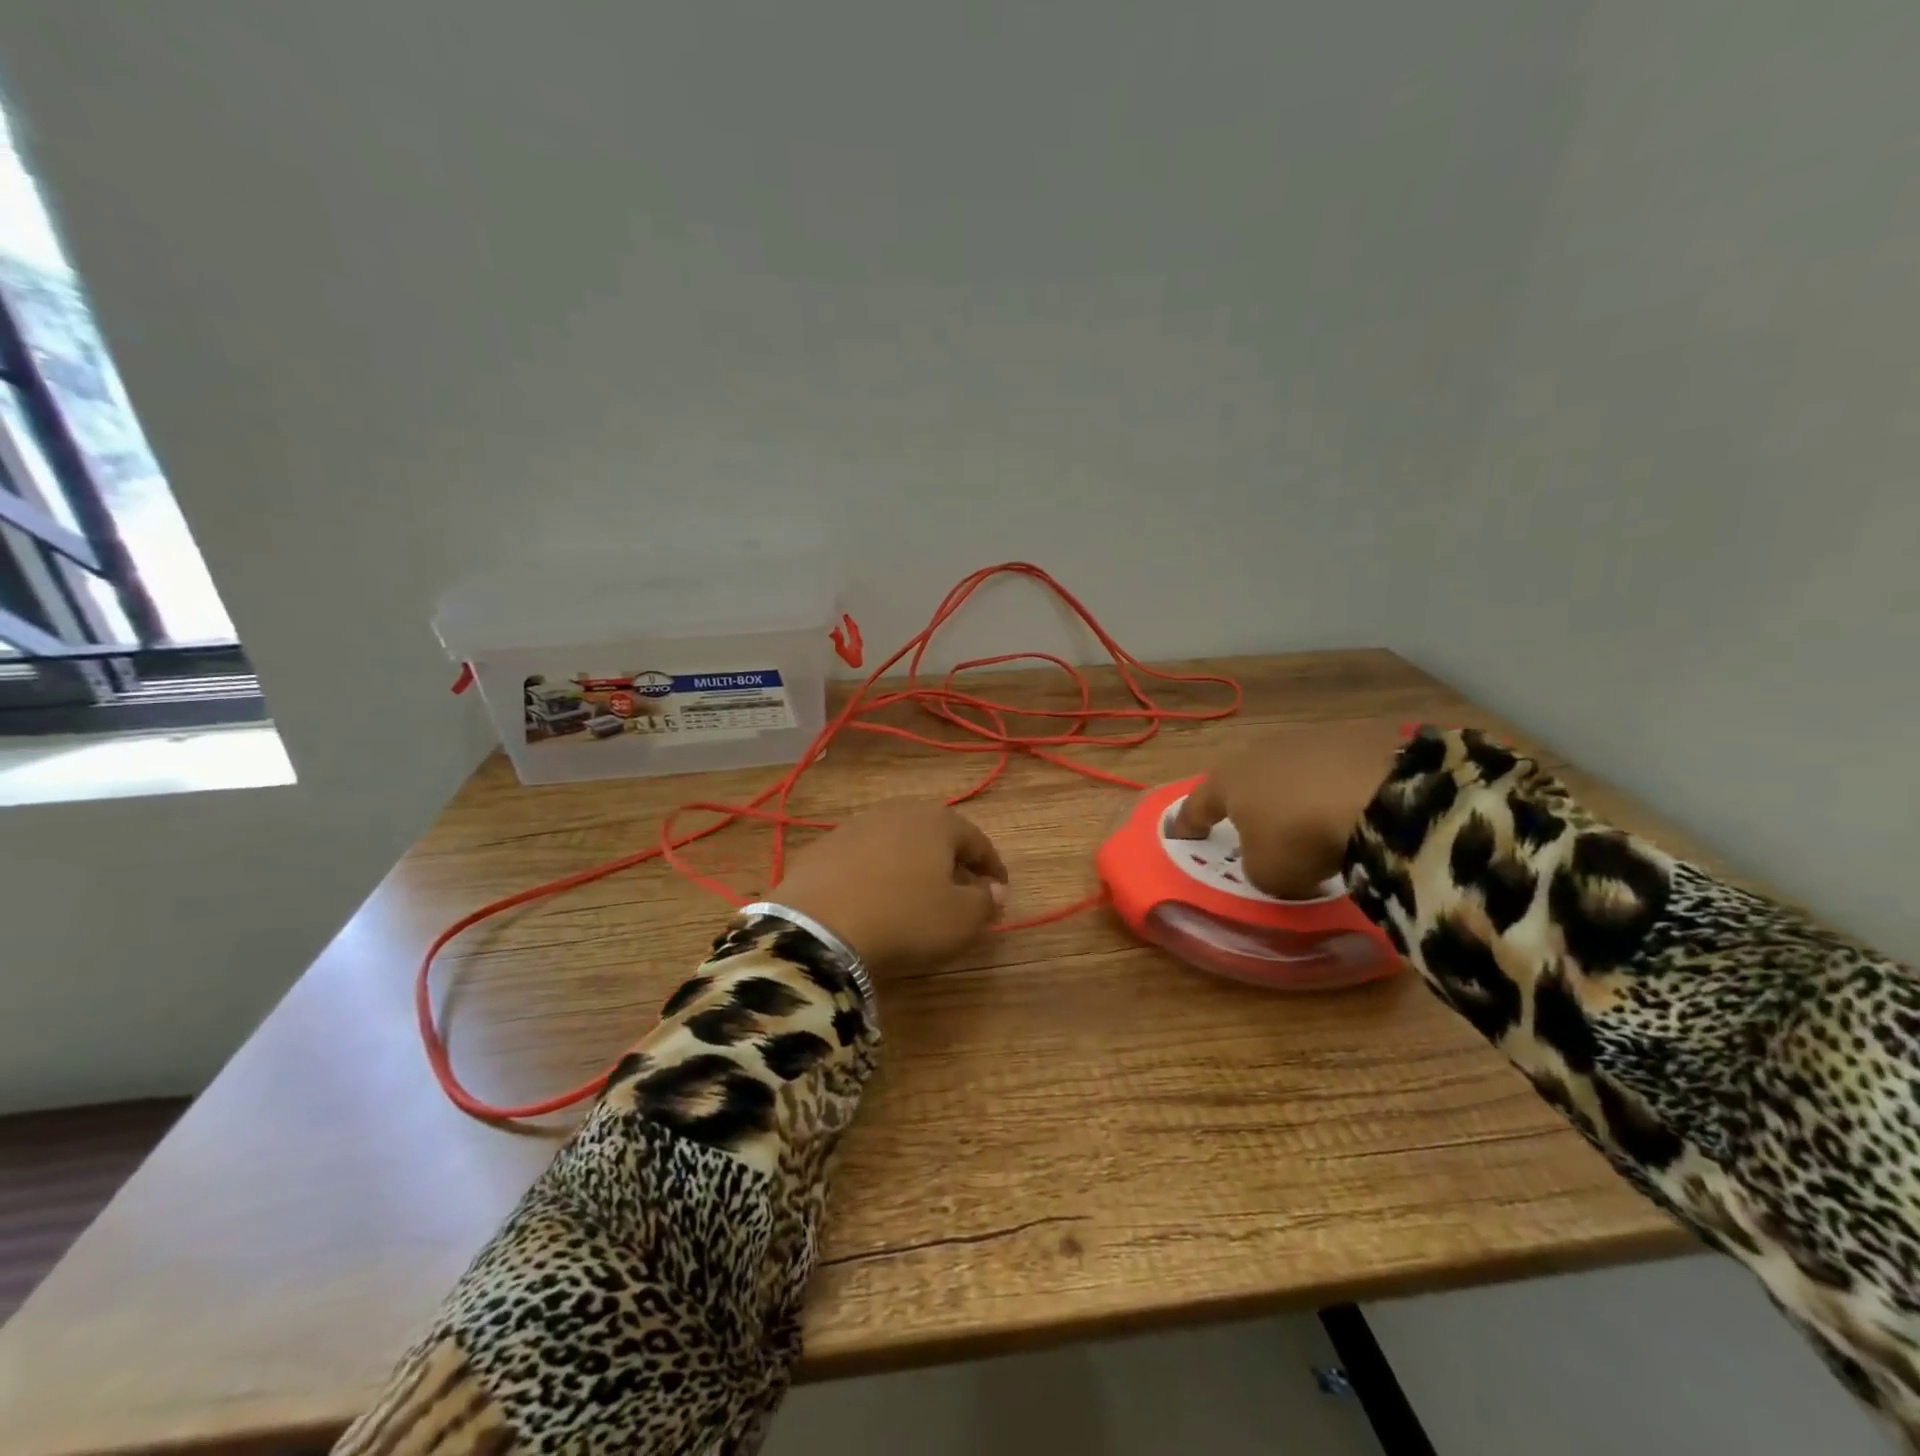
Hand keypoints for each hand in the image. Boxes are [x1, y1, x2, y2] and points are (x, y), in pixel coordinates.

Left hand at [771, 801, 1008, 973]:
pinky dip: (878, 872)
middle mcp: (898, 812)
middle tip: (961, 890)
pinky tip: (875, 897)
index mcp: (938, 821)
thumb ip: (985, 902)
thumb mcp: (959, 920)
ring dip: (913, 864)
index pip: (977, 841)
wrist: (817, 928)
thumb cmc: (904, 919)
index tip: (1000, 890)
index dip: (993, 867)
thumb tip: (995, 889)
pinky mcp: (824, 846)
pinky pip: (864, 857)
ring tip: (917, 894)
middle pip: (936, 835)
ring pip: (898, 842)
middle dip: (952, 860)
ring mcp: (856, 825)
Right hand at [1168, 724, 1401, 898]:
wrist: (1379, 798)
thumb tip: (1266, 858)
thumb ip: (1255, 866)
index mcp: (1226, 781)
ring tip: (1309, 816)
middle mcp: (1257, 752)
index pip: (1197, 805)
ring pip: (1288, 768)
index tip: (1182, 834)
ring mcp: (1304, 738)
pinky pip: (1331, 767)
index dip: (1188, 823)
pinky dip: (1332, 784)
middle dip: (1246, 799)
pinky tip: (1349, 805)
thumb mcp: (1266, 873)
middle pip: (1243, 778)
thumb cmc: (1300, 838)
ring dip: (1291, 789)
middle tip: (1254, 823)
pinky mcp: (1350, 736)